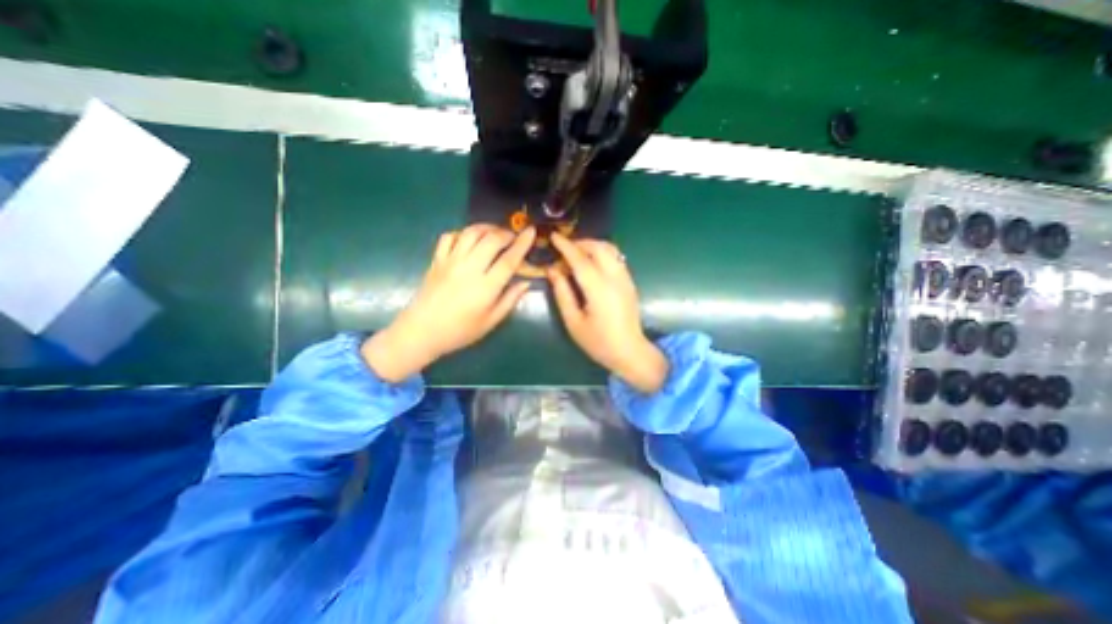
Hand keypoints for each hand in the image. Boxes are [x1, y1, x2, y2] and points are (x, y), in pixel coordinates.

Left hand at [362, 222, 533, 378]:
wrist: (421, 331)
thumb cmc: (460, 331)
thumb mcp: (490, 321)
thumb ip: (510, 300)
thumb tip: (526, 282)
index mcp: (486, 287)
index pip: (509, 259)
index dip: (522, 244)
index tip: (531, 231)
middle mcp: (469, 269)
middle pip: (491, 240)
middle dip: (506, 233)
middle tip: (513, 237)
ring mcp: (450, 261)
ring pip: (471, 233)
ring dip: (486, 228)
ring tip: (495, 232)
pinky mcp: (437, 260)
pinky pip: (449, 237)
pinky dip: (462, 233)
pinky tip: (469, 239)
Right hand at [546, 232, 667, 392]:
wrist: (629, 351)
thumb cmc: (598, 341)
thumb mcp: (573, 321)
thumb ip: (562, 293)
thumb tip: (552, 270)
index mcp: (599, 289)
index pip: (580, 259)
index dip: (566, 246)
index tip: (554, 236)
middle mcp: (615, 278)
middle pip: (599, 248)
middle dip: (580, 243)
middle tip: (564, 249)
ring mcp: (625, 278)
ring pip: (610, 249)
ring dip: (592, 246)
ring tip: (576, 254)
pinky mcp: (629, 282)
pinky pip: (616, 258)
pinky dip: (602, 253)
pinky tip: (591, 263)